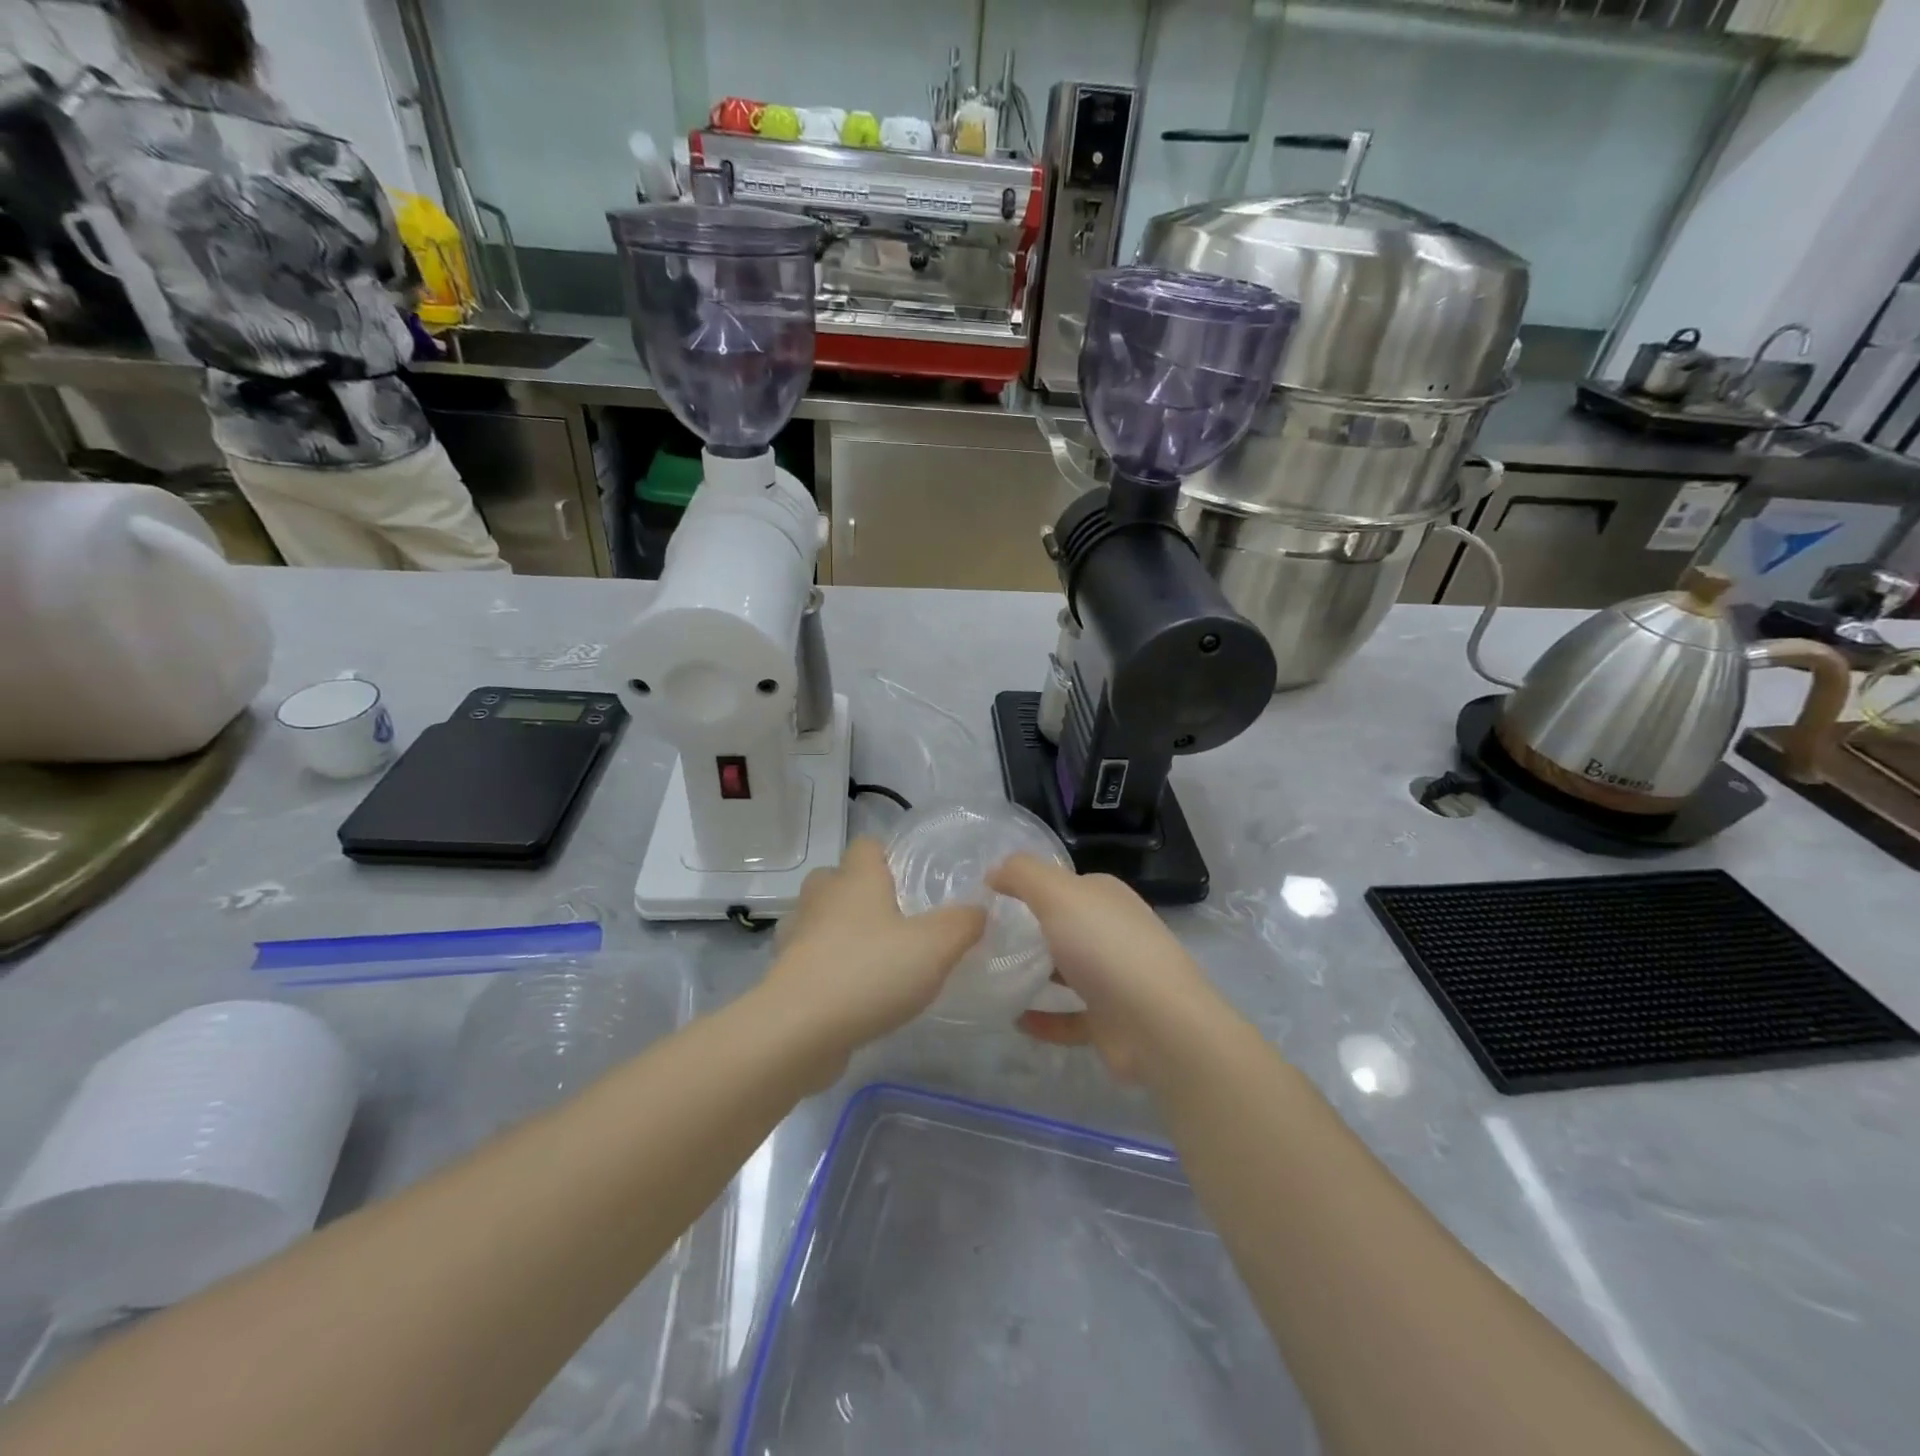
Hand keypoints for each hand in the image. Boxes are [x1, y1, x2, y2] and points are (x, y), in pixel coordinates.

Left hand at [767, 838, 985, 1063]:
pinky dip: (827, 968)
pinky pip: (810, 959)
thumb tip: (978, 910)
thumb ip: (963, 923)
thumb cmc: (869, 972)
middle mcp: (821, 898)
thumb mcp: (936, 946)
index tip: (911, 879)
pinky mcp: (785, 976)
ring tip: (875, 958)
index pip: (866, 844)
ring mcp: (796, 937)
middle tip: (895, 919)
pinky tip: (853, 993)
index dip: (888, 855)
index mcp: (856, 879)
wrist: (798, 1031)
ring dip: (840, 932)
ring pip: (819, 920)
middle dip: (860, 893)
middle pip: (837, 879)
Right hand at [989, 856, 1225, 1080]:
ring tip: (993, 975)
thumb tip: (994, 871)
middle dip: (1031, 930)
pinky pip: (1069, 1017)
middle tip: (985, 938)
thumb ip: (1022, 875)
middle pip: (1066, 926)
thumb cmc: (1105, 947)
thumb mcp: (1058, 894)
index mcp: (1106, 897)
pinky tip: (1014, 1019)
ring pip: (1069, 971)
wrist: (1158, 1024)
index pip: (1066, 884)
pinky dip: (1044, 1018)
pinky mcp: (1110, 1021)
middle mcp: (1113, 932)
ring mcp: (1115, 979)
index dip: (1030, 886)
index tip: (990, 899)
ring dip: (1037, 974)